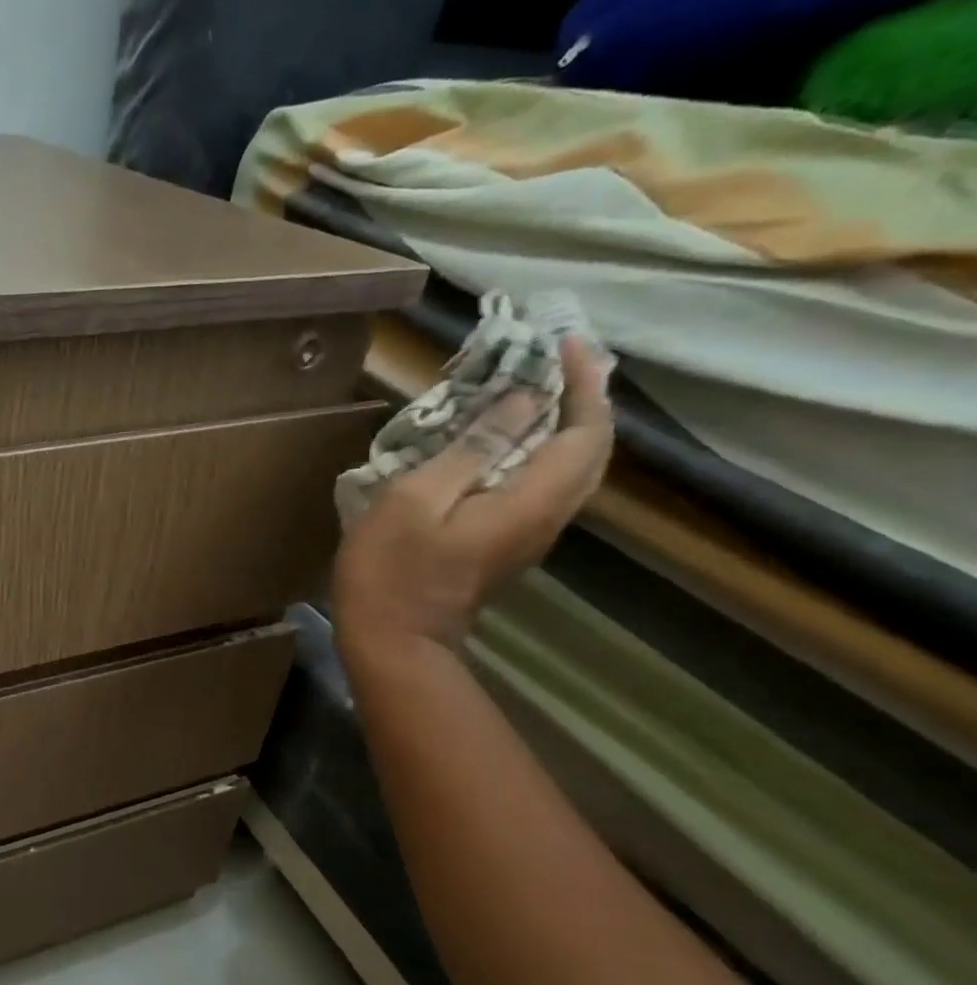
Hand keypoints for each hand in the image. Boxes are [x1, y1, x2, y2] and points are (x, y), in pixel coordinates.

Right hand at [333, 338, 612, 662]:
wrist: (392, 641)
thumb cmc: (391, 570)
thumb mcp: (416, 500)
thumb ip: (471, 449)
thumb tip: (522, 401)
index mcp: (530, 501)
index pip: (585, 431)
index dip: (583, 382)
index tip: (562, 343)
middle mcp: (547, 517)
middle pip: (592, 450)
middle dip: (584, 398)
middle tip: (557, 360)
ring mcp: (529, 535)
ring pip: (571, 469)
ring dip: (563, 424)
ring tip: (535, 390)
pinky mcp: (508, 545)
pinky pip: (544, 486)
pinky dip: (539, 452)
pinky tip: (506, 440)